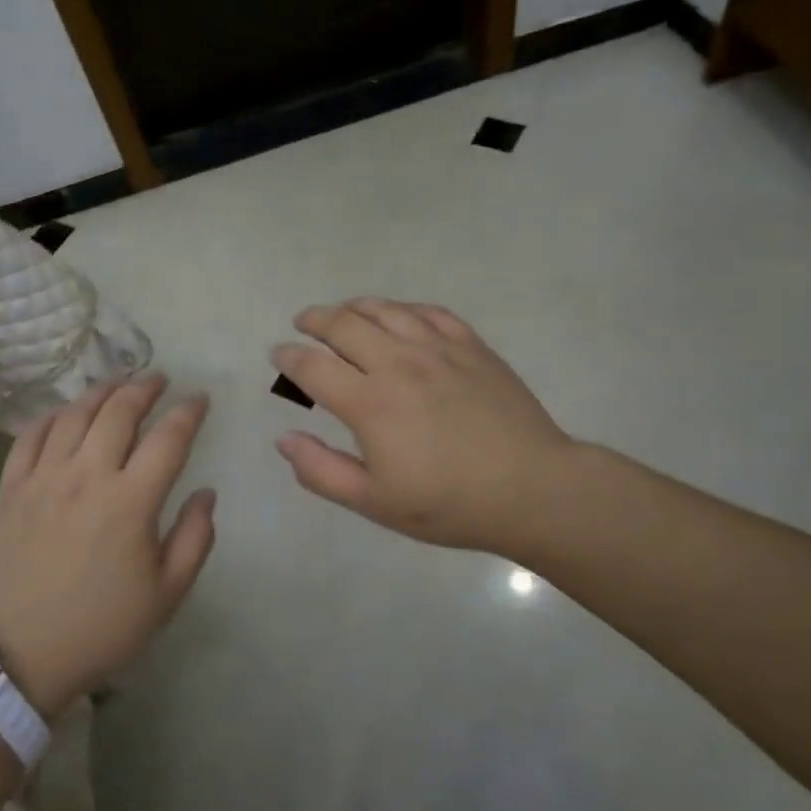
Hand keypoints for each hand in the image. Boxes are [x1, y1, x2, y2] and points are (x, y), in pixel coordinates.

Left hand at [0, 375, 214, 717]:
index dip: (188, 412)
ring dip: (101, 392)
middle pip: (119, 412)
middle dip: (144, 388)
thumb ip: (195, 538)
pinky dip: (52, 416)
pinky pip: (31, 436)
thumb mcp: (166, 595)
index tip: (199, 399)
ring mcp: (44, 478)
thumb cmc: (100, 628)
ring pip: (74, 415)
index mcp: (131, 501)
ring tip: (118, 385)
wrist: (17, 656)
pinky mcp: (11, 489)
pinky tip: (65, 413)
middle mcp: (87, 476)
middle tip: (159, 379)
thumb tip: (205, 492)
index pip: (168, 438)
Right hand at [272, 299, 572, 554]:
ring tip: (342, 313)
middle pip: (343, 324)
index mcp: (370, 403)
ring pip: (384, 309)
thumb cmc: (449, 504)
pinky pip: (428, 311)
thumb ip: (322, 471)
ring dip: (354, 307)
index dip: (288, 357)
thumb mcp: (375, 502)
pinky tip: (398, 316)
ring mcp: (438, 348)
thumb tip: (284, 438)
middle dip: (315, 320)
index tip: (278, 355)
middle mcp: (398, 363)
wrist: (532, 489)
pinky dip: (403, 308)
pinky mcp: (471, 346)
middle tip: (303, 324)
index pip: (313, 366)